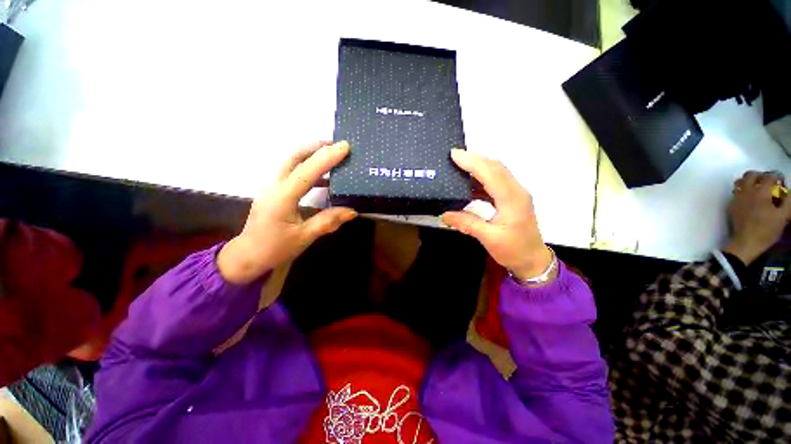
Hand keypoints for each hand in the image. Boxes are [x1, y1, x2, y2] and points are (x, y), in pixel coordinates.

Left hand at [217, 141, 357, 283]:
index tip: (345, 147)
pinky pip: (292, 172)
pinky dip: (308, 168)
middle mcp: (274, 186)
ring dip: (312, 154)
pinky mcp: (275, 190)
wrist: (248, 255)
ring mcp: (272, 186)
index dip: (326, 158)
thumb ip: (328, 221)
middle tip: (338, 145)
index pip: (306, 172)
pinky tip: (324, 177)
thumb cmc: (274, 248)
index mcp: (281, 198)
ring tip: (333, 155)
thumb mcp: (304, 237)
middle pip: (293, 156)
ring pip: (291, 161)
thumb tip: (352, 211)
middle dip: (316, 147)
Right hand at [441, 149, 552, 281]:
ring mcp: (515, 193)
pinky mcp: (512, 198)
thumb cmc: (514, 250)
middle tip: (454, 156)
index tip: (454, 155)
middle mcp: (516, 191)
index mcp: (512, 199)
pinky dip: (481, 178)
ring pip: (497, 172)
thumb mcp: (489, 239)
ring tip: (459, 165)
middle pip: (496, 167)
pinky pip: (496, 181)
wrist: (532, 259)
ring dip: (478, 166)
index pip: (491, 174)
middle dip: (475, 159)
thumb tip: (444, 215)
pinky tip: (469, 182)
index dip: (472, 162)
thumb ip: (467, 224)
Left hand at [724, 170, 790, 264]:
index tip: (781, 183)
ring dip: (748, 181)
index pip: (769, 176)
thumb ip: (788, 201)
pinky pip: (735, 192)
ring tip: (757, 188)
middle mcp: (747, 191)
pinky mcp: (731, 205)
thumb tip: (790, 192)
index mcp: (761, 192)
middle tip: (768, 182)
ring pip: (740, 182)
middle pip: (751, 175)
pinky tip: (749, 198)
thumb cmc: (766, 230)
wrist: (746, 242)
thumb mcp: (783, 216)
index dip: (777, 177)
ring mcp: (737, 198)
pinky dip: (742, 190)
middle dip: (760, 176)